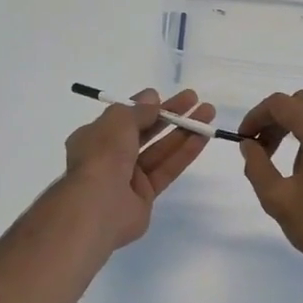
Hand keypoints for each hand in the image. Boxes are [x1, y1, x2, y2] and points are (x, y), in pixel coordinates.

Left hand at [63, 88, 215, 249]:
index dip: (144, 106)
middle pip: (145, 131)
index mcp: (95, 137)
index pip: (123, 118)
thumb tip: (152, 98)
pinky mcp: (145, 196)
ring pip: (159, 150)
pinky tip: (203, 137)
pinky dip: (184, 153)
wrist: (99, 206)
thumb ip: (138, 110)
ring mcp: (128, 177)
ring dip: (183, 131)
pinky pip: (167, 169)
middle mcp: (110, 156)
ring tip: (208, 113)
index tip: (164, 96)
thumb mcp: (118, 121)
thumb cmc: (102, 155)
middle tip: (194, 99)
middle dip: (169, 115)